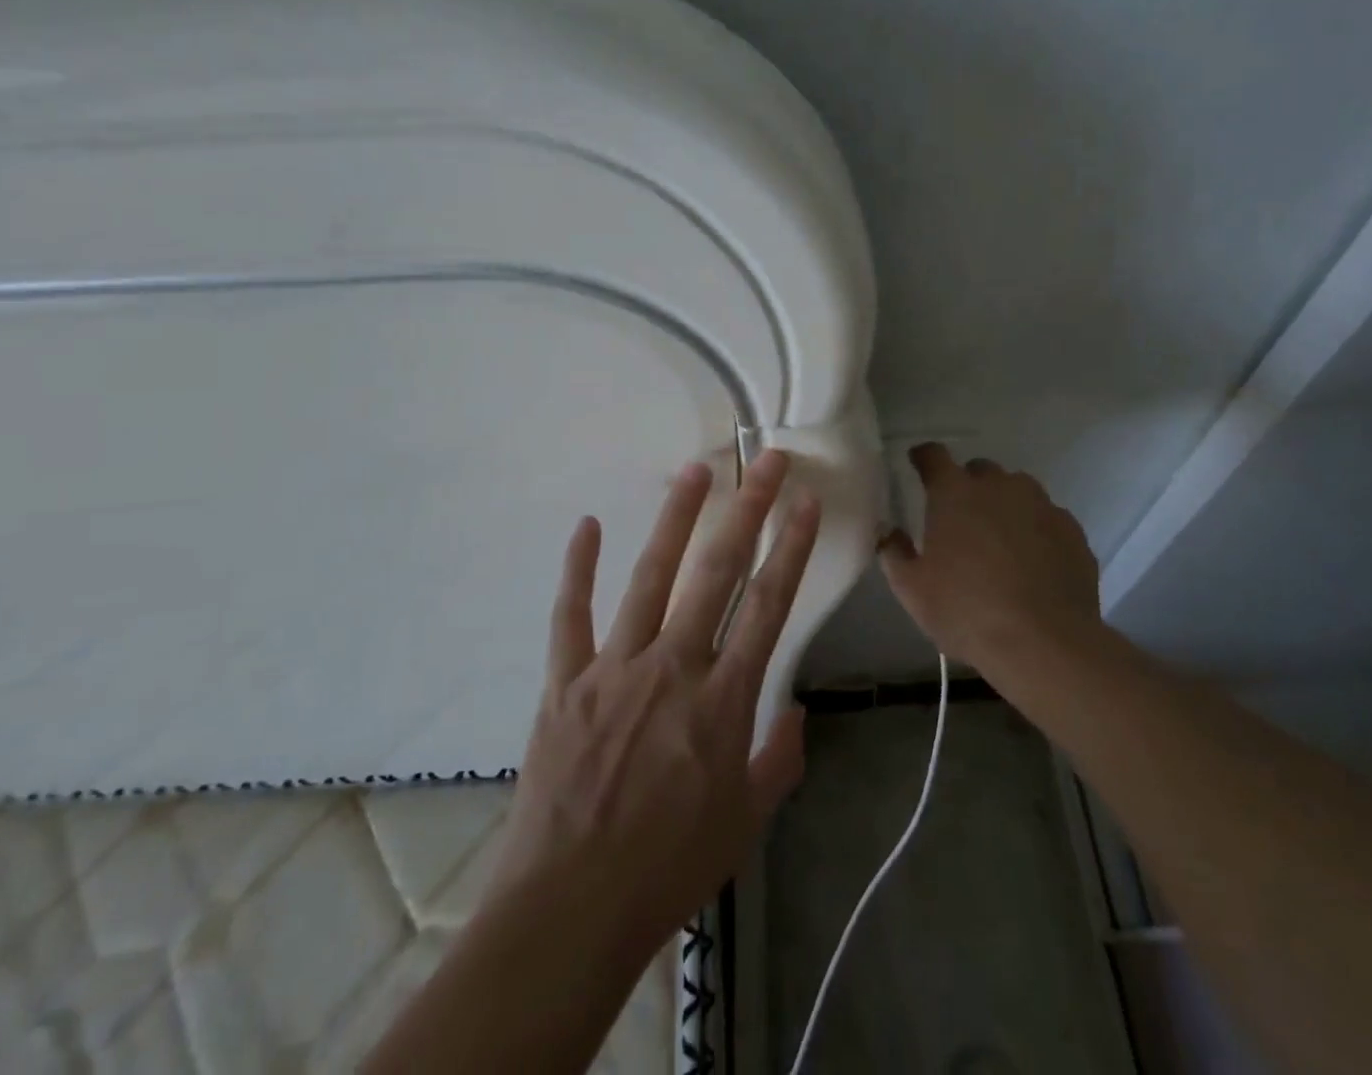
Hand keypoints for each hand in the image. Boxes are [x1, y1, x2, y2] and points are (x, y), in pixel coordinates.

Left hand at [487, 449, 819, 956]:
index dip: (791, 548)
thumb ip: (778, 761)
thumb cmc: (669, 868)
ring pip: (650, 577)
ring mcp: (614, 668)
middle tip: (764, 460)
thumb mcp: (745, 821)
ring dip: (675, 519)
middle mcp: (673, 667)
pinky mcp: (565, 681)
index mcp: (723, 701)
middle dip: (747, 510)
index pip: (767, 606)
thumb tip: (797, 712)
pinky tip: (589, 525)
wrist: (570, 911)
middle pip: (717, 573)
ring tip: (694, 471)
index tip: (805, 502)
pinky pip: (571, 614)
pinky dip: (579, 568)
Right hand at [879, 443, 1100, 672]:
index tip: (918, 463)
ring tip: (999, 541)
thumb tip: (889, 531)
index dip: (924, 457)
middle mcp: (999, 487)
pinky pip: (1047, 519)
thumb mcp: (912, 589)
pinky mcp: (1072, 531)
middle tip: (960, 518)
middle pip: (979, 471)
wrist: (1044, 643)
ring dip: (1004, 506)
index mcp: (954, 493)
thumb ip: (894, 552)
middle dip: (968, 486)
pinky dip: (1036, 531)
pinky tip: (1032, 563)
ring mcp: (1042, 505)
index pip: (934, 456)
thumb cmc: (966, 611)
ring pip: (1018, 491)